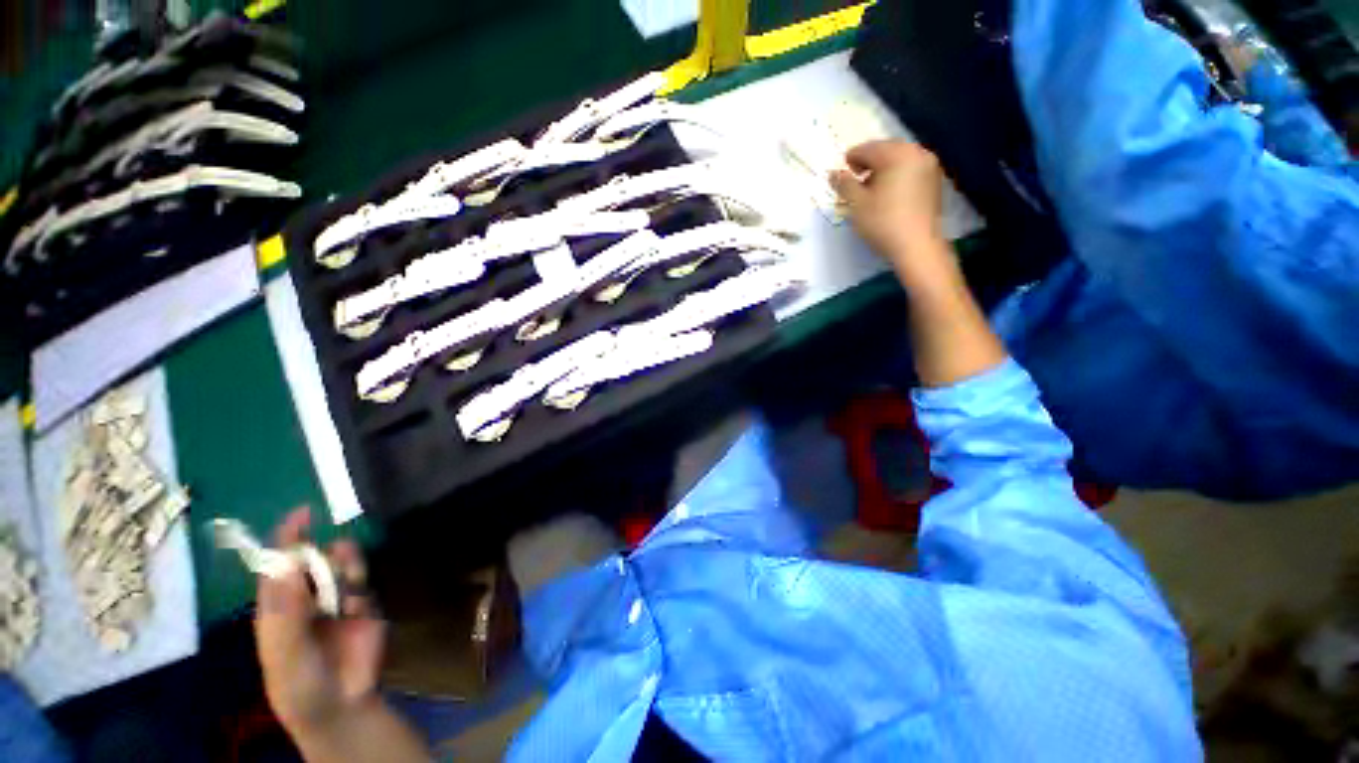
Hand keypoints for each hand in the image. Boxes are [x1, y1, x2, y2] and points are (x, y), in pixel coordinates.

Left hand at [255, 508, 382, 737]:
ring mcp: (337, 601)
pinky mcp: (365, 606)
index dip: (287, 538)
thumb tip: (286, 563)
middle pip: (316, 559)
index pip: (279, 564)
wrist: (342, 705)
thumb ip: (285, 611)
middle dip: (326, 555)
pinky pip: (364, 585)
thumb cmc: (299, 683)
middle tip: (336, 560)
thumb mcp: (284, 653)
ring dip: (347, 569)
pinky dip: (361, 592)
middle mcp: (307, 597)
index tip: (303, 512)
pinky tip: (357, 611)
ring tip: (347, 590)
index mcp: (278, 606)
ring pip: (344, 566)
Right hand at [831, 140, 954, 289]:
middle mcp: (916, 153)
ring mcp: (929, 166)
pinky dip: (896, 177)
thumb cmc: (882, 222)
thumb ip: (844, 184)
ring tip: (869, 191)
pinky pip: (910, 171)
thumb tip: (833, 173)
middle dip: (868, 163)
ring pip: (899, 161)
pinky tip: (887, 195)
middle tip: (854, 182)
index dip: (850, 159)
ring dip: (882, 170)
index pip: (867, 148)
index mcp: (896, 154)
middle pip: (886, 151)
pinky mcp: (934, 182)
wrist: (917, 246)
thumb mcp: (856, 203)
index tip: (841, 174)